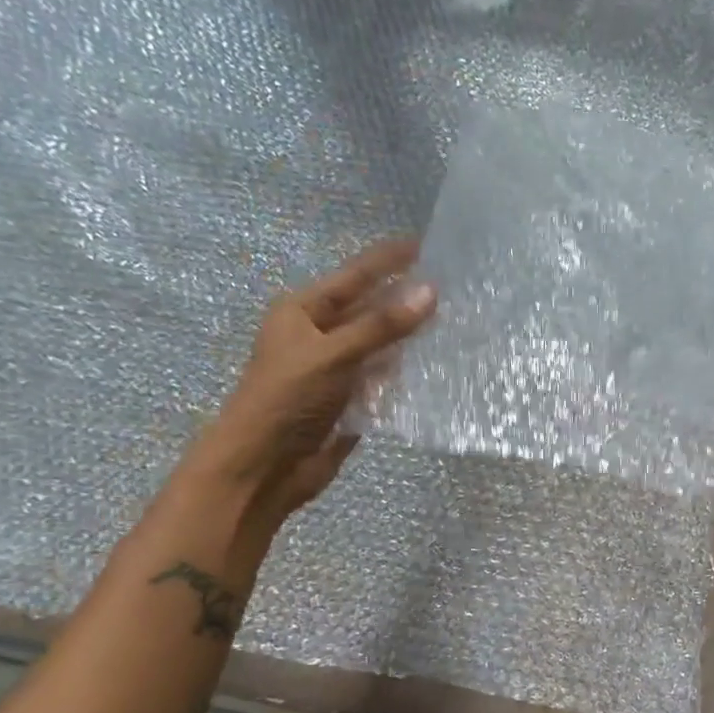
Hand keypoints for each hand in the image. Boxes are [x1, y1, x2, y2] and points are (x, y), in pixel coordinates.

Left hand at [187, 241, 436, 520]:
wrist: (262, 467)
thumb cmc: (287, 399)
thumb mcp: (333, 354)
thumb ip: (382, 326)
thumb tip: (431, 291)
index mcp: (302, 313)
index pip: (352, 277)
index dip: (386, 261)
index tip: (423, 246)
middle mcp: (318, 337)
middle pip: (368, 312)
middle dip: (403, 302)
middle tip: (449, 289)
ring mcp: (334, 372)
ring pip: (378, 348)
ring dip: (407, 341)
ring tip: (451, 326)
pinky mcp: (347, 404)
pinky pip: (381, 382)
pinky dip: (403, 377)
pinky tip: (432, 370)